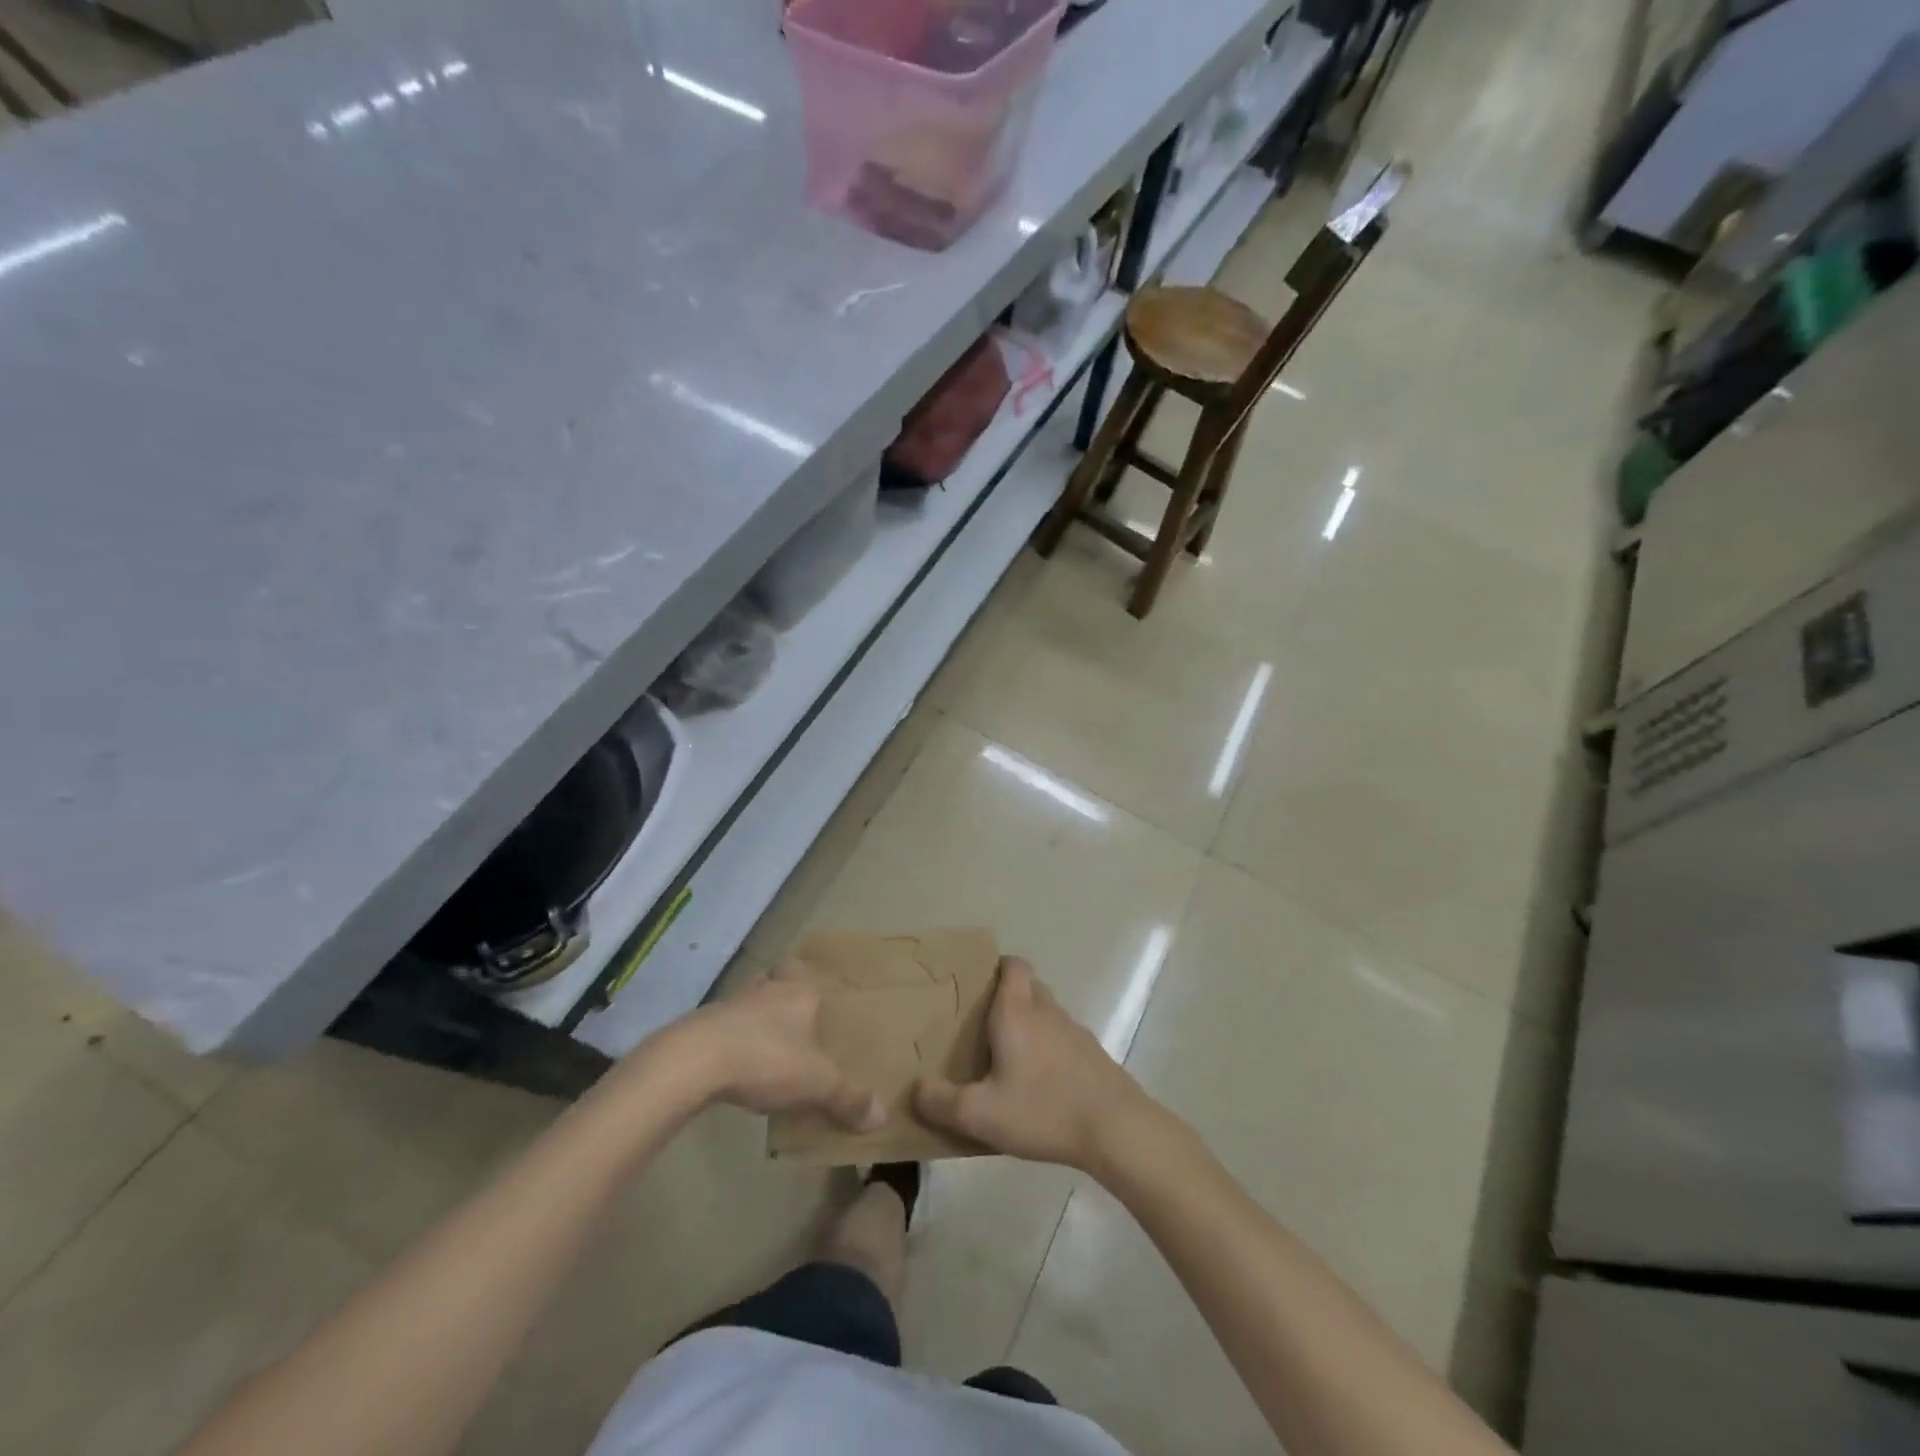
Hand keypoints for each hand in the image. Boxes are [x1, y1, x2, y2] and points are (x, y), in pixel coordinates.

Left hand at [668, 966, 885, 1131]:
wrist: (695, 1060)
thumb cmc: (766, 1058)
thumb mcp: (816, 1083)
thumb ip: (848, 1098)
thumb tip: (882, 1117)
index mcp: (800, 992)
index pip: (809, 976)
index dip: (814, 989)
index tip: (820, 1007)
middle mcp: (769, 989)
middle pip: (780, 984)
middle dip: (786, 1002)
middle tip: (797, 1028)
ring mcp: (733, 1003)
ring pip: (752, 1003)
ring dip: (758, 1020)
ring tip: (768, 1048)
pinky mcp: (704, 1024)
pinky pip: (727, 1026)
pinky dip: (734, 1040)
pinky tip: (737, 1065)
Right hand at [914, 958, 1160, 1174]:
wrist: (1116, 1128)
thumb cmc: (1043, 1109)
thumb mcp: (982, 1114)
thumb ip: (942, 1102)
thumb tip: (915, 1091)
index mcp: (1017, 1011)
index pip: (1012, 965)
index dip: (996, 967)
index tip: (976, 985)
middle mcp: (1046, 1011)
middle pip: (1028, 985)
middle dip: (1007, 996)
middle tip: (982, 1023)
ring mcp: (1074, 1031)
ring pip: (1046, 1012)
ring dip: (1029, 1023)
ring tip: (1006, 1056)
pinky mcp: (1091, 1055)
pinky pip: (1062, 1038)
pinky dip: (1048, 1048)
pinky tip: (1038, 1083)